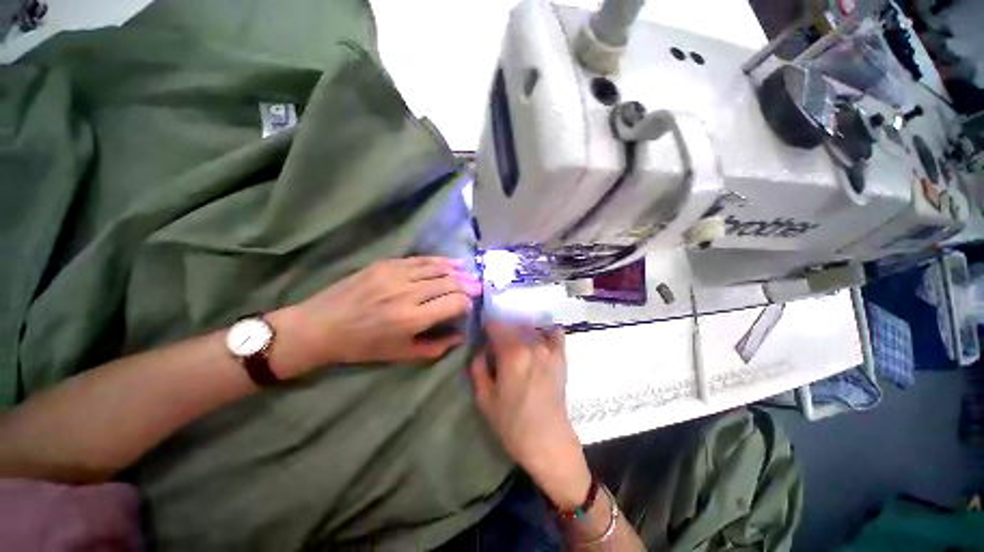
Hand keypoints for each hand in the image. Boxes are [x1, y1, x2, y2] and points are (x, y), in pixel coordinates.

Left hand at [279, 257, 481, 374]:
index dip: (467, 303)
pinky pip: (420, 260)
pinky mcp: (386, 264)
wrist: (321, 326)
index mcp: (412, 318)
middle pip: (449, 283)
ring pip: (437, 268)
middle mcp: (408, 293)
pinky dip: (439, 261)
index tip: (470, 306)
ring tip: (470, 272)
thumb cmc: (362, 347)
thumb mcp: (400, 355)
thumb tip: (460, 335)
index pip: (454, 303)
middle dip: (468, 285)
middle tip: (479, 287)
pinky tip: (450, 262)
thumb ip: (435, 347)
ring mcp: (396, 275)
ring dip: (457, 271)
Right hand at [470, 322, 590, 508]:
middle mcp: (531, 344)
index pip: (495, 325)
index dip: (486, 328)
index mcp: (511, 353)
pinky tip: (539, 339)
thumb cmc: (512, 424)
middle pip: (512, 325)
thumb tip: (481, 349)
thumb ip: (478, 367)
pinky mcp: (561, 356)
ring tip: (515, 345)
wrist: (549, 442)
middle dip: (501, 330)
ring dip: (520, 331)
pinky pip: (555, 333)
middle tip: (496, 344)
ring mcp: (549, 348)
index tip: (482, 336)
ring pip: (530, 328)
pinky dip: (545, 331)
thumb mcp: (484, 398)